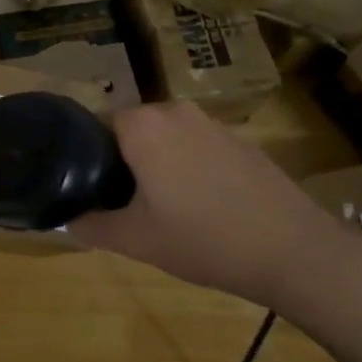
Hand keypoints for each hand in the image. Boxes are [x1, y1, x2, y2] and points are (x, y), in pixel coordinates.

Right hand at [69, 100, 361, 320]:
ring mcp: (213, 122)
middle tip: (119, 201)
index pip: (95, 123)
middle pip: (131, 128)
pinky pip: (196, 145)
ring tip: (158, 205)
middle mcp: (176, 110)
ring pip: (165, 136)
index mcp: (144, 125)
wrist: (293, 250)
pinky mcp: (240, 140)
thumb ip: (91, 225)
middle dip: (121, 160)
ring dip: (155, 162)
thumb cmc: (204, 240)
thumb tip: (68, 217)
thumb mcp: (136, 241)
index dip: (85, 155)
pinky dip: (187, 165)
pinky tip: (199, 203)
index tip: (86, 186)